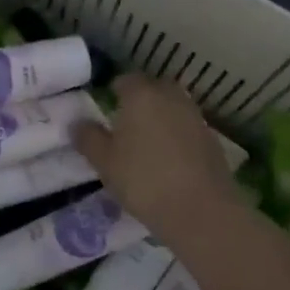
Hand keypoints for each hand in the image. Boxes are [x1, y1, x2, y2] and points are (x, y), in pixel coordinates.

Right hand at [72, 73, 236, 242]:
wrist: (200, 210)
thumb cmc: (143, 180)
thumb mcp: (105, 162)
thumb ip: (89, 138)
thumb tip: (77, 123)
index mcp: (141, 95)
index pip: (126, 79)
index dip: (115, 90)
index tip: (107, 106)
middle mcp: (171, 97)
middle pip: (154, 88)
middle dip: (141, 99)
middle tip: (126, 122)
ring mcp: (195, 116)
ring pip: (173, 106)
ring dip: (161, 117)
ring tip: (147, 142)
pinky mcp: (212, 138)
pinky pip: (188, 127)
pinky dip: (178, 135)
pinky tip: (170, 159)